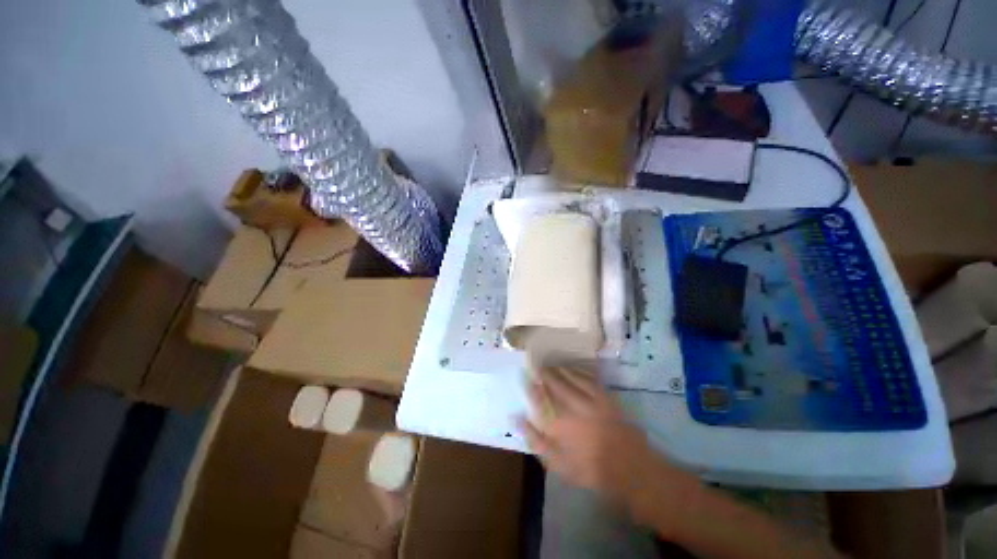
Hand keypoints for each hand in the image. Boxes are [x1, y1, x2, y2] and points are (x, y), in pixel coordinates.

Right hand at [520, 367, 697, 522]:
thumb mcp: (557, 462)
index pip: (539, 398)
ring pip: (570, 376)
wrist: (627, 466)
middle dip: (545, 373)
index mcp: (558, 422)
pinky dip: (578, 371)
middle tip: (537, 367)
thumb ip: (535, 440)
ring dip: (559, 369)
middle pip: (554, 382)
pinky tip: (573, 369)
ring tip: (552, 365)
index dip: (532, 387)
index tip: (527, 380)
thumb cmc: (589, 467)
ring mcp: (590, 398)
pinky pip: (588, 377)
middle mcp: (572, 405)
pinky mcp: (604, 395)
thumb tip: (517, 419)